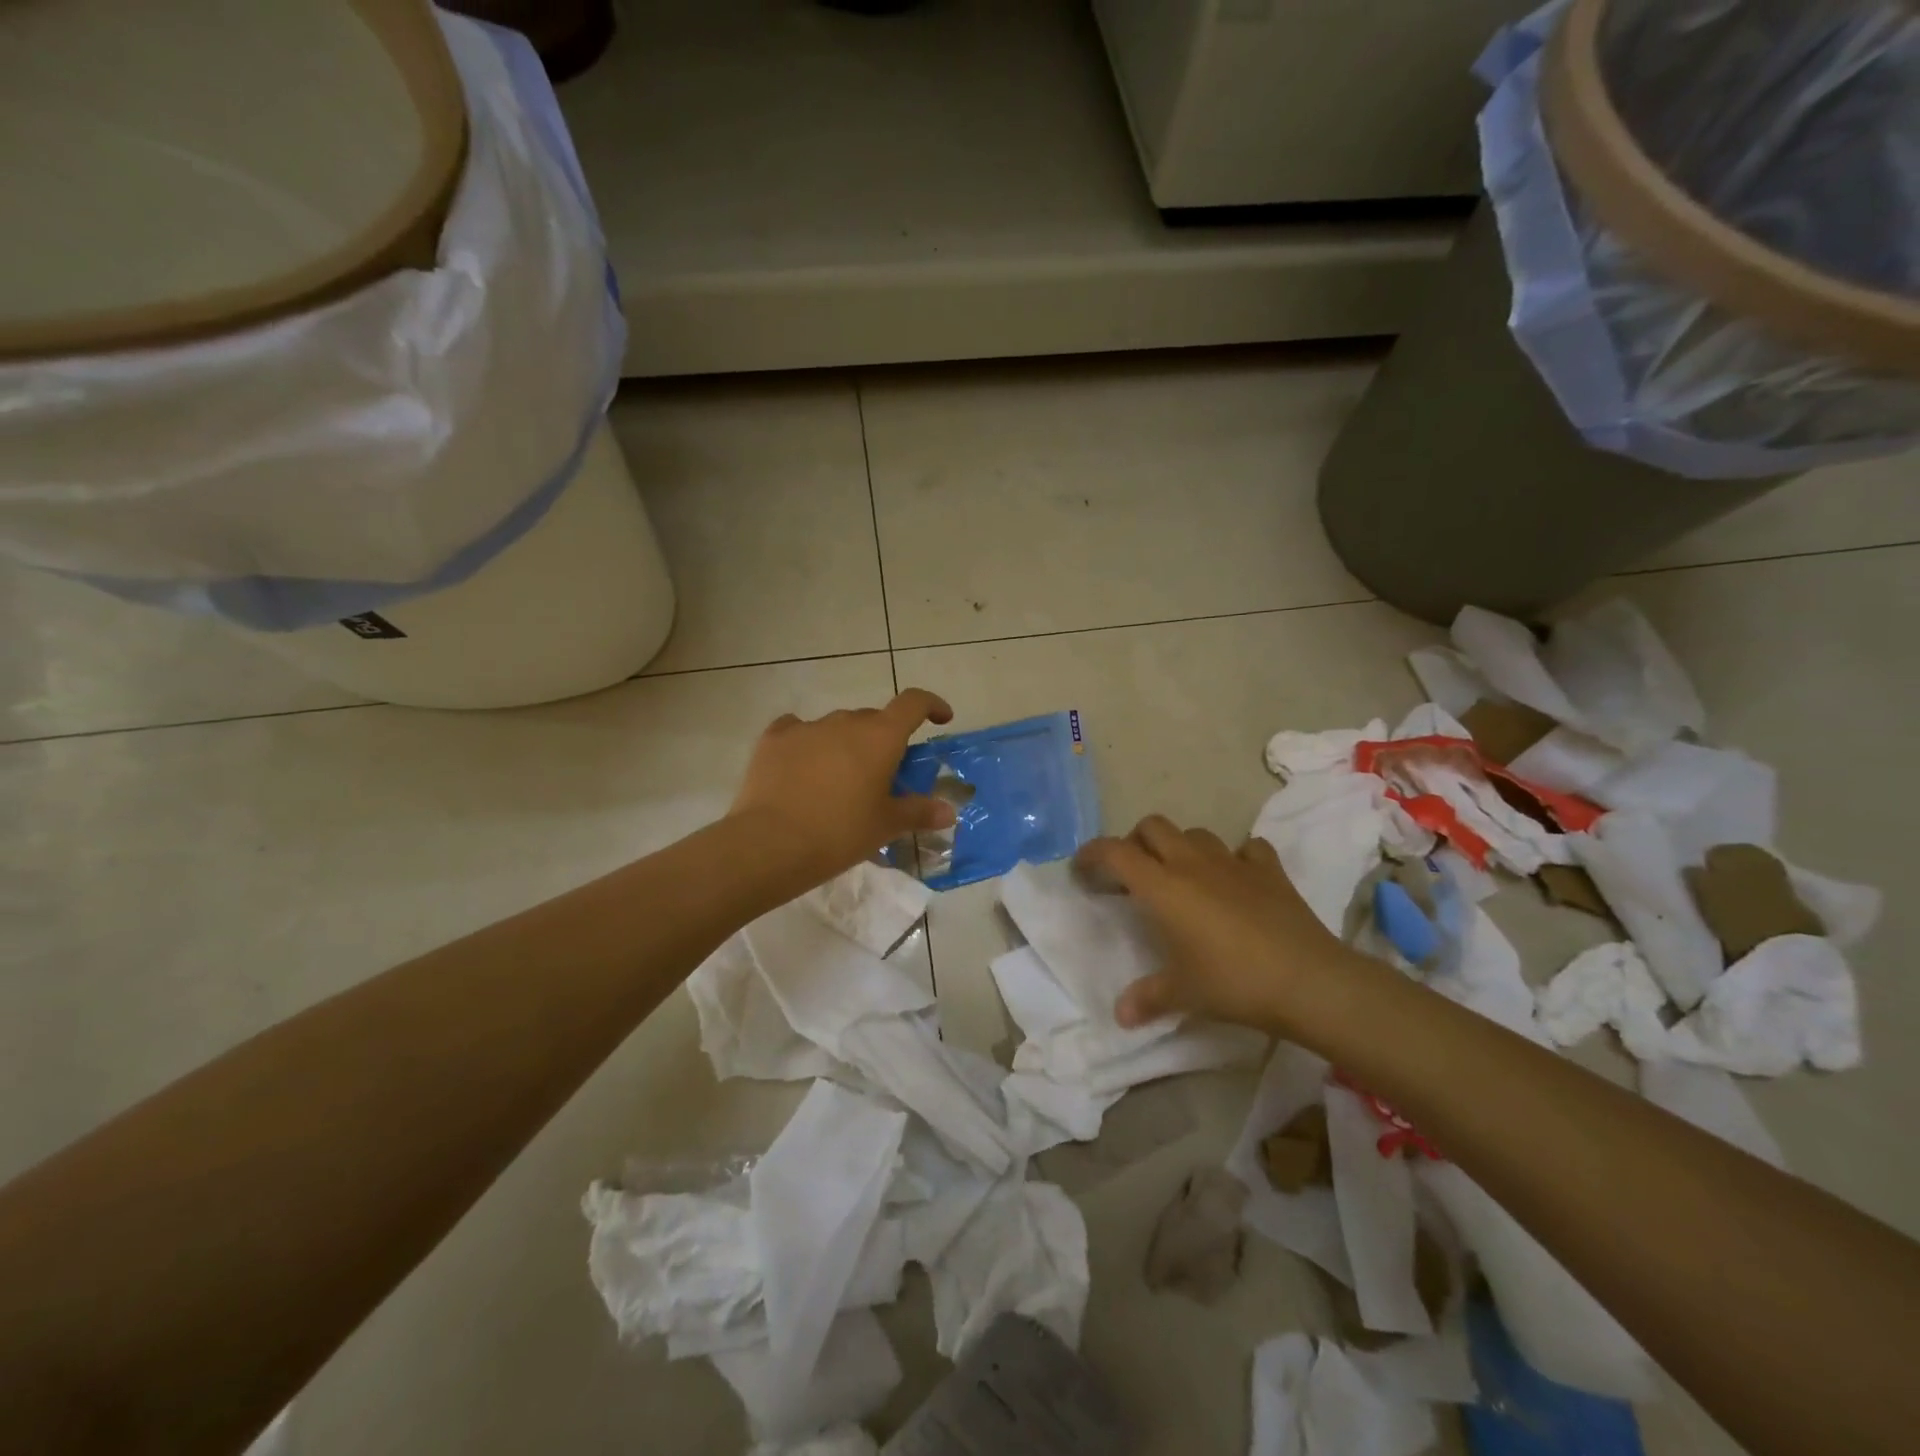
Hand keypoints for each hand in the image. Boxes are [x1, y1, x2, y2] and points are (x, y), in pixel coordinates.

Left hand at [729, 689, 957, 889]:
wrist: (771, 843)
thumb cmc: (840, 832)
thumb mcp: (885, 825)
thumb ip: (919, 812)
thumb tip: (948, 811)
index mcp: (880, 737)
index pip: (913, 703)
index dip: (931, 705)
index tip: (940, 719)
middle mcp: (845, 722)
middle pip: (873, 719)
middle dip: (883, 740)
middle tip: (883, 774)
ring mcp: (807, 727)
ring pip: (836, 726)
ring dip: (846, 744)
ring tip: (839, 779)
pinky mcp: (773, 739)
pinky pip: (797, 730)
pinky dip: (807, 743)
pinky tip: (802, 766)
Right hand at [1077, 814, 1360, 1035]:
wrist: (1308, 980)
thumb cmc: (1233, 982)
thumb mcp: (1184, 994)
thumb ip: (1148, 998)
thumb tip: (1120, 1016)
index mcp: (1162, 886)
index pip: (1115, 852)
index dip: (1092, 854)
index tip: (1082, 870)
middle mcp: (1192, 863)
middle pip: (1152, 826)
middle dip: (1135, 842)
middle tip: (1133, 873)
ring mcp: (1234, 862)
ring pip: (1195, 833)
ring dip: (1180, 847)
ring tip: (1181, 876)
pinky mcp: (1270, 870)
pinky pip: (1246, 849)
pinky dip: (1234, 858)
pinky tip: (1235, 879)